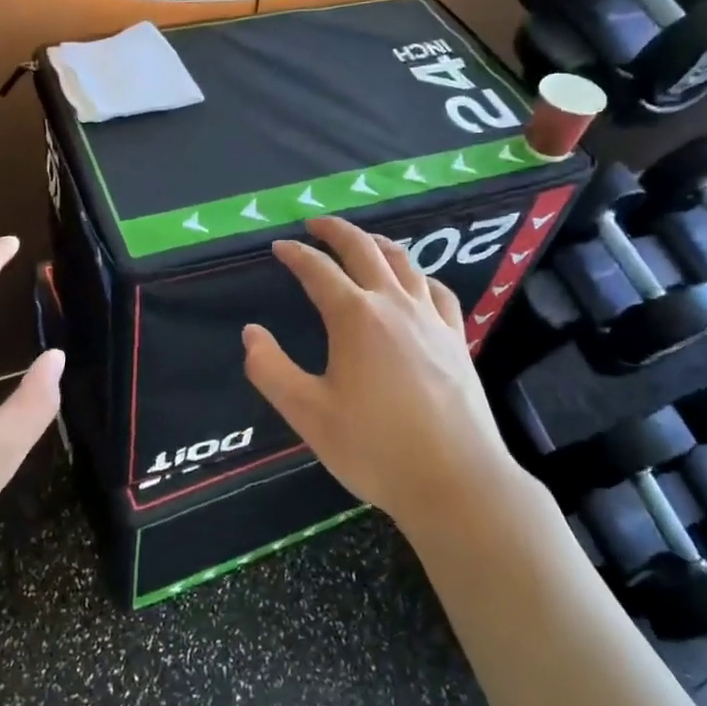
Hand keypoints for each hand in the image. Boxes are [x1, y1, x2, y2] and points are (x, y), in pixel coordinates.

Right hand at [242, 217, 527, 533]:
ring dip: (377, 244)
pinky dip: (418, 276)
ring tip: (362, 241)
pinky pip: (437, 290)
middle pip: (364, 250)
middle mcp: (394, 304)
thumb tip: (251, 333)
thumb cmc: (375, 448)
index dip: (295, 255)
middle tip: (315, 225)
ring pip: (404, 263)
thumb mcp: (308, 414)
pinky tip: (415, 283)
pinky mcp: (456, 338)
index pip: (318, 270)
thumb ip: (271, 370)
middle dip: (336, 231)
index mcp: (355, 317)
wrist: (455, 480)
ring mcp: (431, 318)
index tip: (279, 247)